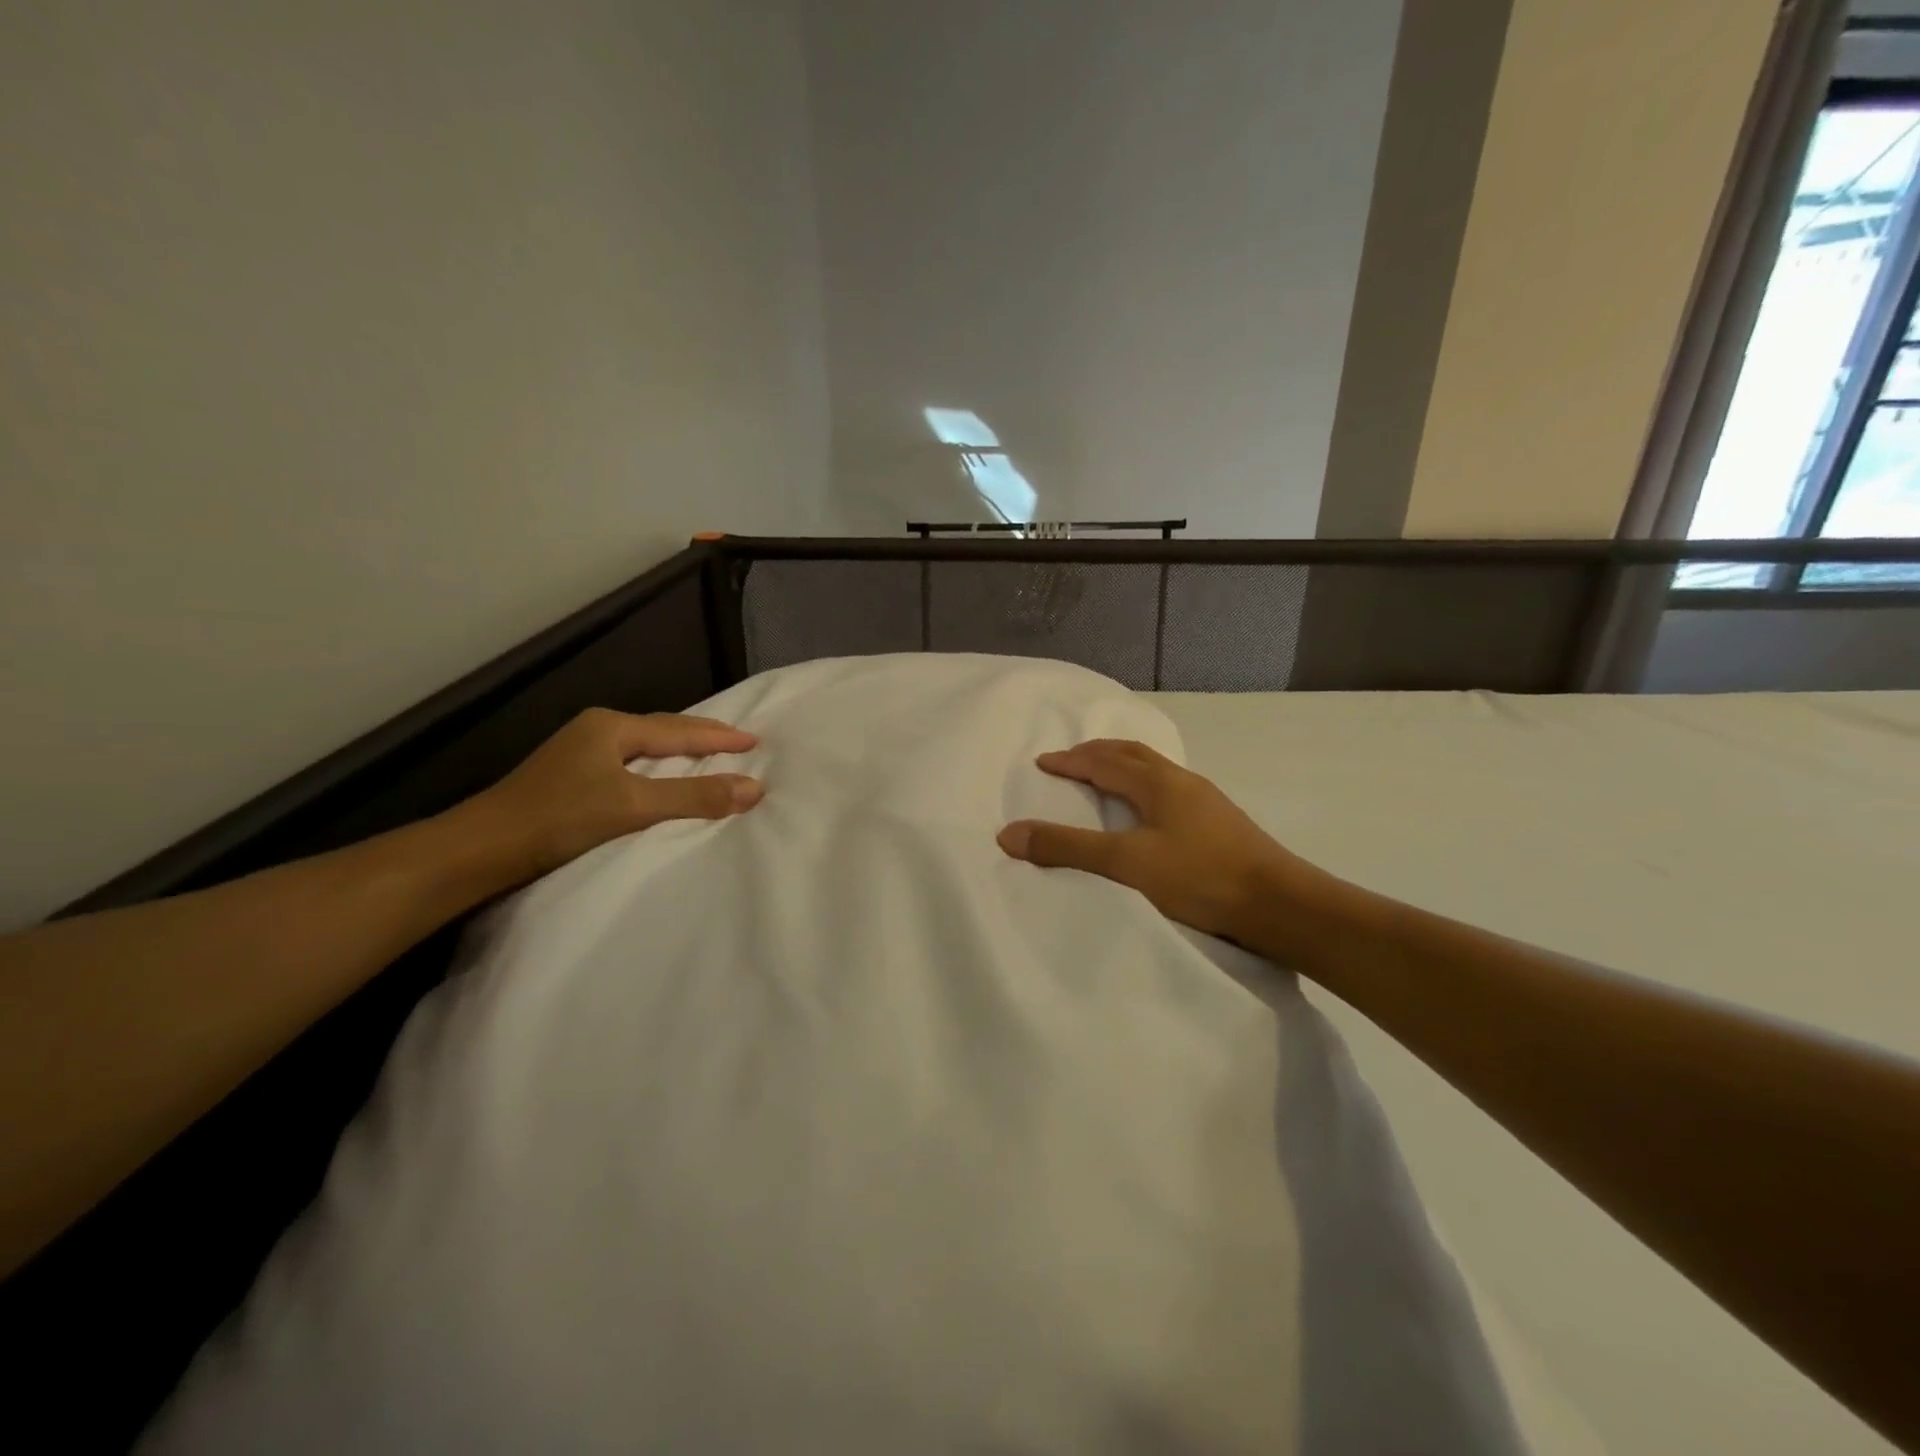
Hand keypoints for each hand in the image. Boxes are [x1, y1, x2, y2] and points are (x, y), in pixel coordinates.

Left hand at [459, 709, 762, 881]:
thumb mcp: (633, 805)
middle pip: (663, 731)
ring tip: (711, 758)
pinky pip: (631, 764)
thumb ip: (694, 797)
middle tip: (739, 743)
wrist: (481, 849)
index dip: (720, 737)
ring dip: (680, 753)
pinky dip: (659, 769)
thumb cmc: (559, 818)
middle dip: (702, 738)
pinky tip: (663, 779)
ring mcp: (580, 754)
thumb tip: (754, 788)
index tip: (755, 740)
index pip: (680, 730)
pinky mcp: (571, 779)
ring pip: (645, 748)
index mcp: (612, 727)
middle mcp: (597, 731)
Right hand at [997, 739, 1325, 946]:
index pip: (1104, 761)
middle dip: (1098, 753)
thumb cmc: (1200, 877)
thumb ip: (1068, 847)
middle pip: (1133, 755)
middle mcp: (1182, 782)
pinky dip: (1145, 787)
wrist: (1280, 905)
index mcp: (1158, 782)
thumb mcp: (1126, 862)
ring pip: (1155, 771)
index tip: (1043, 762)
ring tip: (1105, 778)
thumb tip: (1009, 833)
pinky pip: (1170, 789)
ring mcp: (1206, 801)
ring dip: (1124, 767)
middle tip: (1072, 759)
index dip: (1071, 760)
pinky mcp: (1220, 823)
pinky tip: (1150, 811)